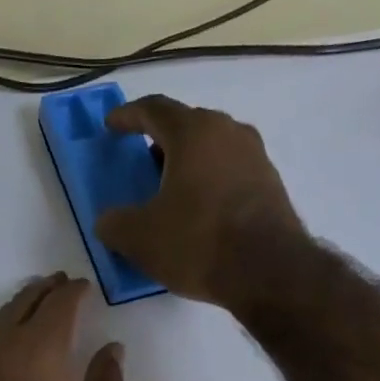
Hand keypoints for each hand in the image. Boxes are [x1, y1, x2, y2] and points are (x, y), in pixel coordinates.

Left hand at [0, 274, 125, 380]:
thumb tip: (111, 348)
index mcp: (40, 349)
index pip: (58, 304)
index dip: (74, 291)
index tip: (87, 288)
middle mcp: (3, 347)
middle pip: (23, 303)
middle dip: (45, 290)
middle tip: (62, 285)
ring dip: (20, 306)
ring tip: (38, 304)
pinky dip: (3, 329)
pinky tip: (12, 341)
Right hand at [93, 95, 306, 308]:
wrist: (267, 270)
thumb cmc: (197, 242)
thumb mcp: (139, 238)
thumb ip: (114, 224)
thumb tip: (107, 221)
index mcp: (192, 132)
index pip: (153, 109)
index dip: (127, 116)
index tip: (111, 125)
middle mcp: (228, 132)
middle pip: (187, 126)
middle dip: (161, 142)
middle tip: (143, 163)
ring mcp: (256, 157)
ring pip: (213, 150)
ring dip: (189, 164)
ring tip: (172, 191)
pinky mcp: (272, 185)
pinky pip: (231, 174)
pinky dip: (211, 184)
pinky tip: (201, 213)